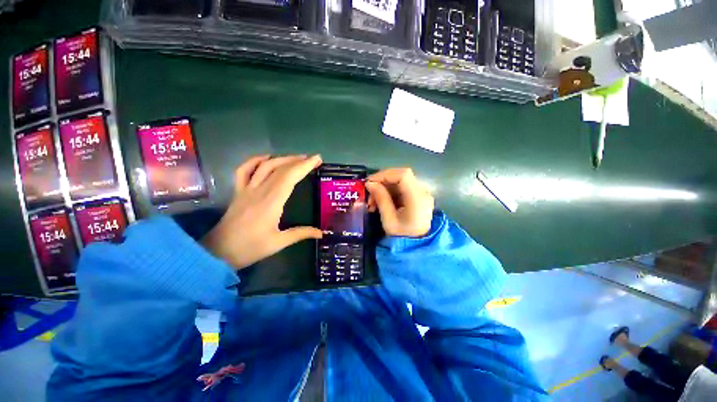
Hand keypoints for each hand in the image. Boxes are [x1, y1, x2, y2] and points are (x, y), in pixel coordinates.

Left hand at [202, 154, 322, 269]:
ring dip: (282, 159)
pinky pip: (244, 170)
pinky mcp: (238, 191)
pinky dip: (255, 160)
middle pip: (280, 169)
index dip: (304, 166)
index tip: (317, 159)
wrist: (217, 252)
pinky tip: (266, 158)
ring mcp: (246, 189)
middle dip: (298, 161)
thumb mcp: (278, 243)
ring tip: (297, 158)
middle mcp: (259, 191)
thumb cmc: (250, 248)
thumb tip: (321, 233)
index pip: (289, 177)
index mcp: (271, 202)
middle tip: (313, 159)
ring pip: (265, 166)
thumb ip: (301, 234)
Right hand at [366, 168, 433, 237]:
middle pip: (401, 177)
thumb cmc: (402, 237)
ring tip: (372, 203)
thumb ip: (381, 199)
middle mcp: (423, 193)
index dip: (385, 174)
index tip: (370, 182)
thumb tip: (370, 183)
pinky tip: (380, 203)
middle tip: (369, 196)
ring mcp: (422, 195)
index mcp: (417, 198)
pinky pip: (402, 189)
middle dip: (382, 184)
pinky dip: (389, 193)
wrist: (416, 248)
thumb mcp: (389, 220)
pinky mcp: (418, 198)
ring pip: (399, 183)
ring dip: (384, 189)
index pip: (403, 175)